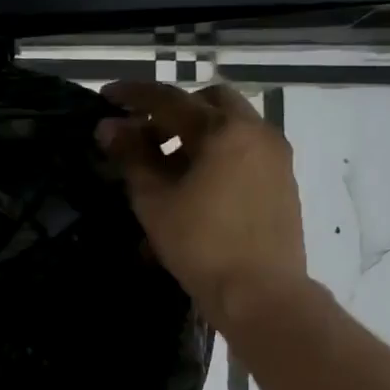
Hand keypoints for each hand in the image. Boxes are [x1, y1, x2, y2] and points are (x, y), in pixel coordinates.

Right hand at [97, 79, 308, 318]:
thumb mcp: (154, 200)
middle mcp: (256, 132)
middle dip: (173, 111)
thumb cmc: (200, 244)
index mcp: (224, 130)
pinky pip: (244, 151)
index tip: (107, 96)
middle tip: (144, 136)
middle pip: (210, 102)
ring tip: (165, 166)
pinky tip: (194, 186)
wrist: (260, 293)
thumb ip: (131, 157)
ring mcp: (275, 157)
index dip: (133, 96)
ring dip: (196, 133)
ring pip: (231, 126)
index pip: (170, 100)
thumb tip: (109, 127)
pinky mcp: (282, 182)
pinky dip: (216, 153)